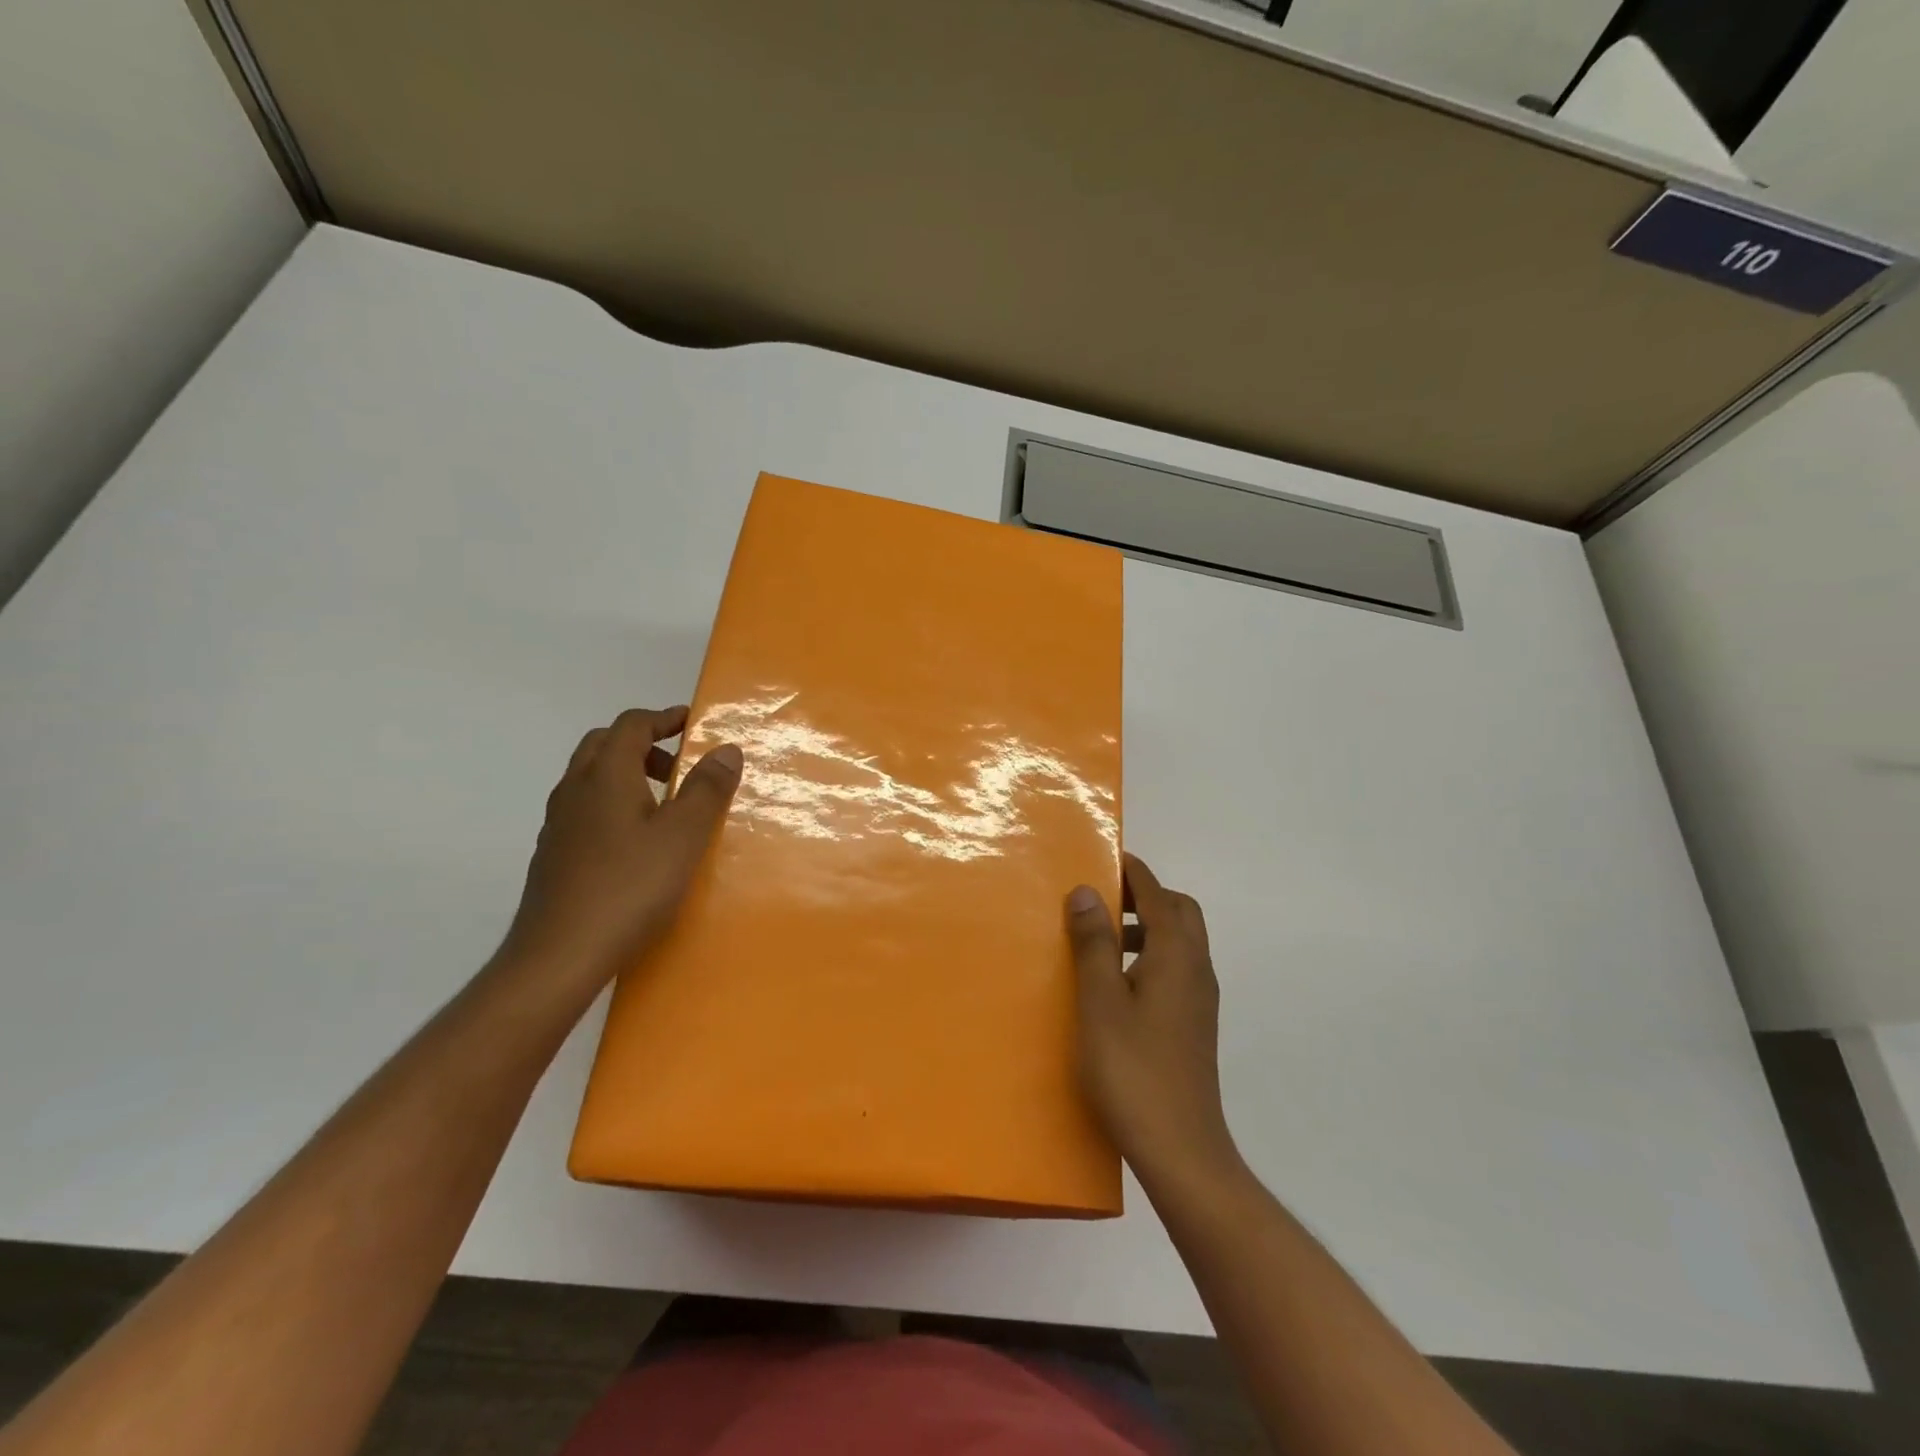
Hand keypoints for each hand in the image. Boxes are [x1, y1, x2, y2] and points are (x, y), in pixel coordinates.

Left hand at [501, 706, 741, 987]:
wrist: (558, 956)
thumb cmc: (629, 887)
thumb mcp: (684, 836)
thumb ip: (707, 789)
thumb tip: (726, 748)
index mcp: (606, 775)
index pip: (632, 725)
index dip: (664, 718)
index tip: (693, 723)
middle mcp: (575, 790)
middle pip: (604, 745)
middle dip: (643, 744)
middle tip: (679, 766)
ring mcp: (558, 824)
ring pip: (591, 779)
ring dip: (627, 775)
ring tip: (664, 805)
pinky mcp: (553, 856)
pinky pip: (585, 810)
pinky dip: (612, 805)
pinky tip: (635, 843)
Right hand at [1066, 855, 1240, 1185]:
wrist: (1181, 1149)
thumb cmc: (1133, 1069)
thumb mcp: (1100, 1000)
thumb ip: (1094, 942)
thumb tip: (1087, 891)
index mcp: (1177, 955)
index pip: (1158, 894)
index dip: (1133, 872)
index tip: (1106, 857)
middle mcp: (1196, 969)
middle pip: (1179, 913)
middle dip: (1145, 896)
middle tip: (1102, 899)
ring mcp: (1199, 1000)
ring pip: (1179, 943)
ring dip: (1145, 928)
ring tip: (1100, 940)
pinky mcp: (1194, 1024)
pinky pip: (1175, 969)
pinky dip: (1149, 956)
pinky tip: (1116, 984)